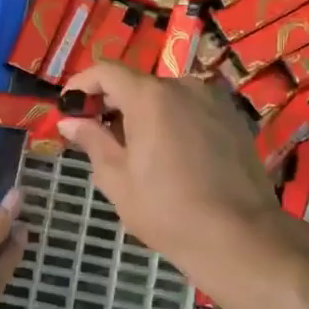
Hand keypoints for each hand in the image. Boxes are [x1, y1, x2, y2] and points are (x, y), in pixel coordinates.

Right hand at [59, 64, 286, 286]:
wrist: (240, 236)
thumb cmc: (167, 210)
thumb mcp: (117, 179)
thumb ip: (92, 140)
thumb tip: (69, 121)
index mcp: (150, 96)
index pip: (106, 71)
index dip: (82, 84)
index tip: (68, 107)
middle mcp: (183, 85)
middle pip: (137, 84)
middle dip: (113, 103)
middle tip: (96, 134)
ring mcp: (213, 100)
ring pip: (166, 97)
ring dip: (144, 113)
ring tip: (135, 149)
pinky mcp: (233, 118)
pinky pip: (191, 109)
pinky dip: (173, 121)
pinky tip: (170, 154)